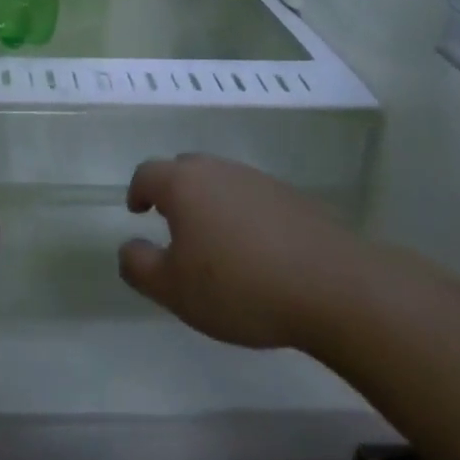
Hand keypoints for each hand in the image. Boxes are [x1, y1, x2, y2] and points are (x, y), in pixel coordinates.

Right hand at [119, 154, 349, 349]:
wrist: (331, 286)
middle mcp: (218, 170)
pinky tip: (255, 251)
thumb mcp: (174, 290)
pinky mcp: (291, 197)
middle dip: (173, 191)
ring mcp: (258, 180)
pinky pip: (252, 198)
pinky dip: (243, 215)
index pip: (147, 173)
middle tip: (172, 224)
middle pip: (185, 169)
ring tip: (214, 242)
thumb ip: (139, 266)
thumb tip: (128, 248)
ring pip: (221, 182)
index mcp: (184, 184)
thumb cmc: (239, 286)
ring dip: (210, 203)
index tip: (137, 211)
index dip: (137, 191)